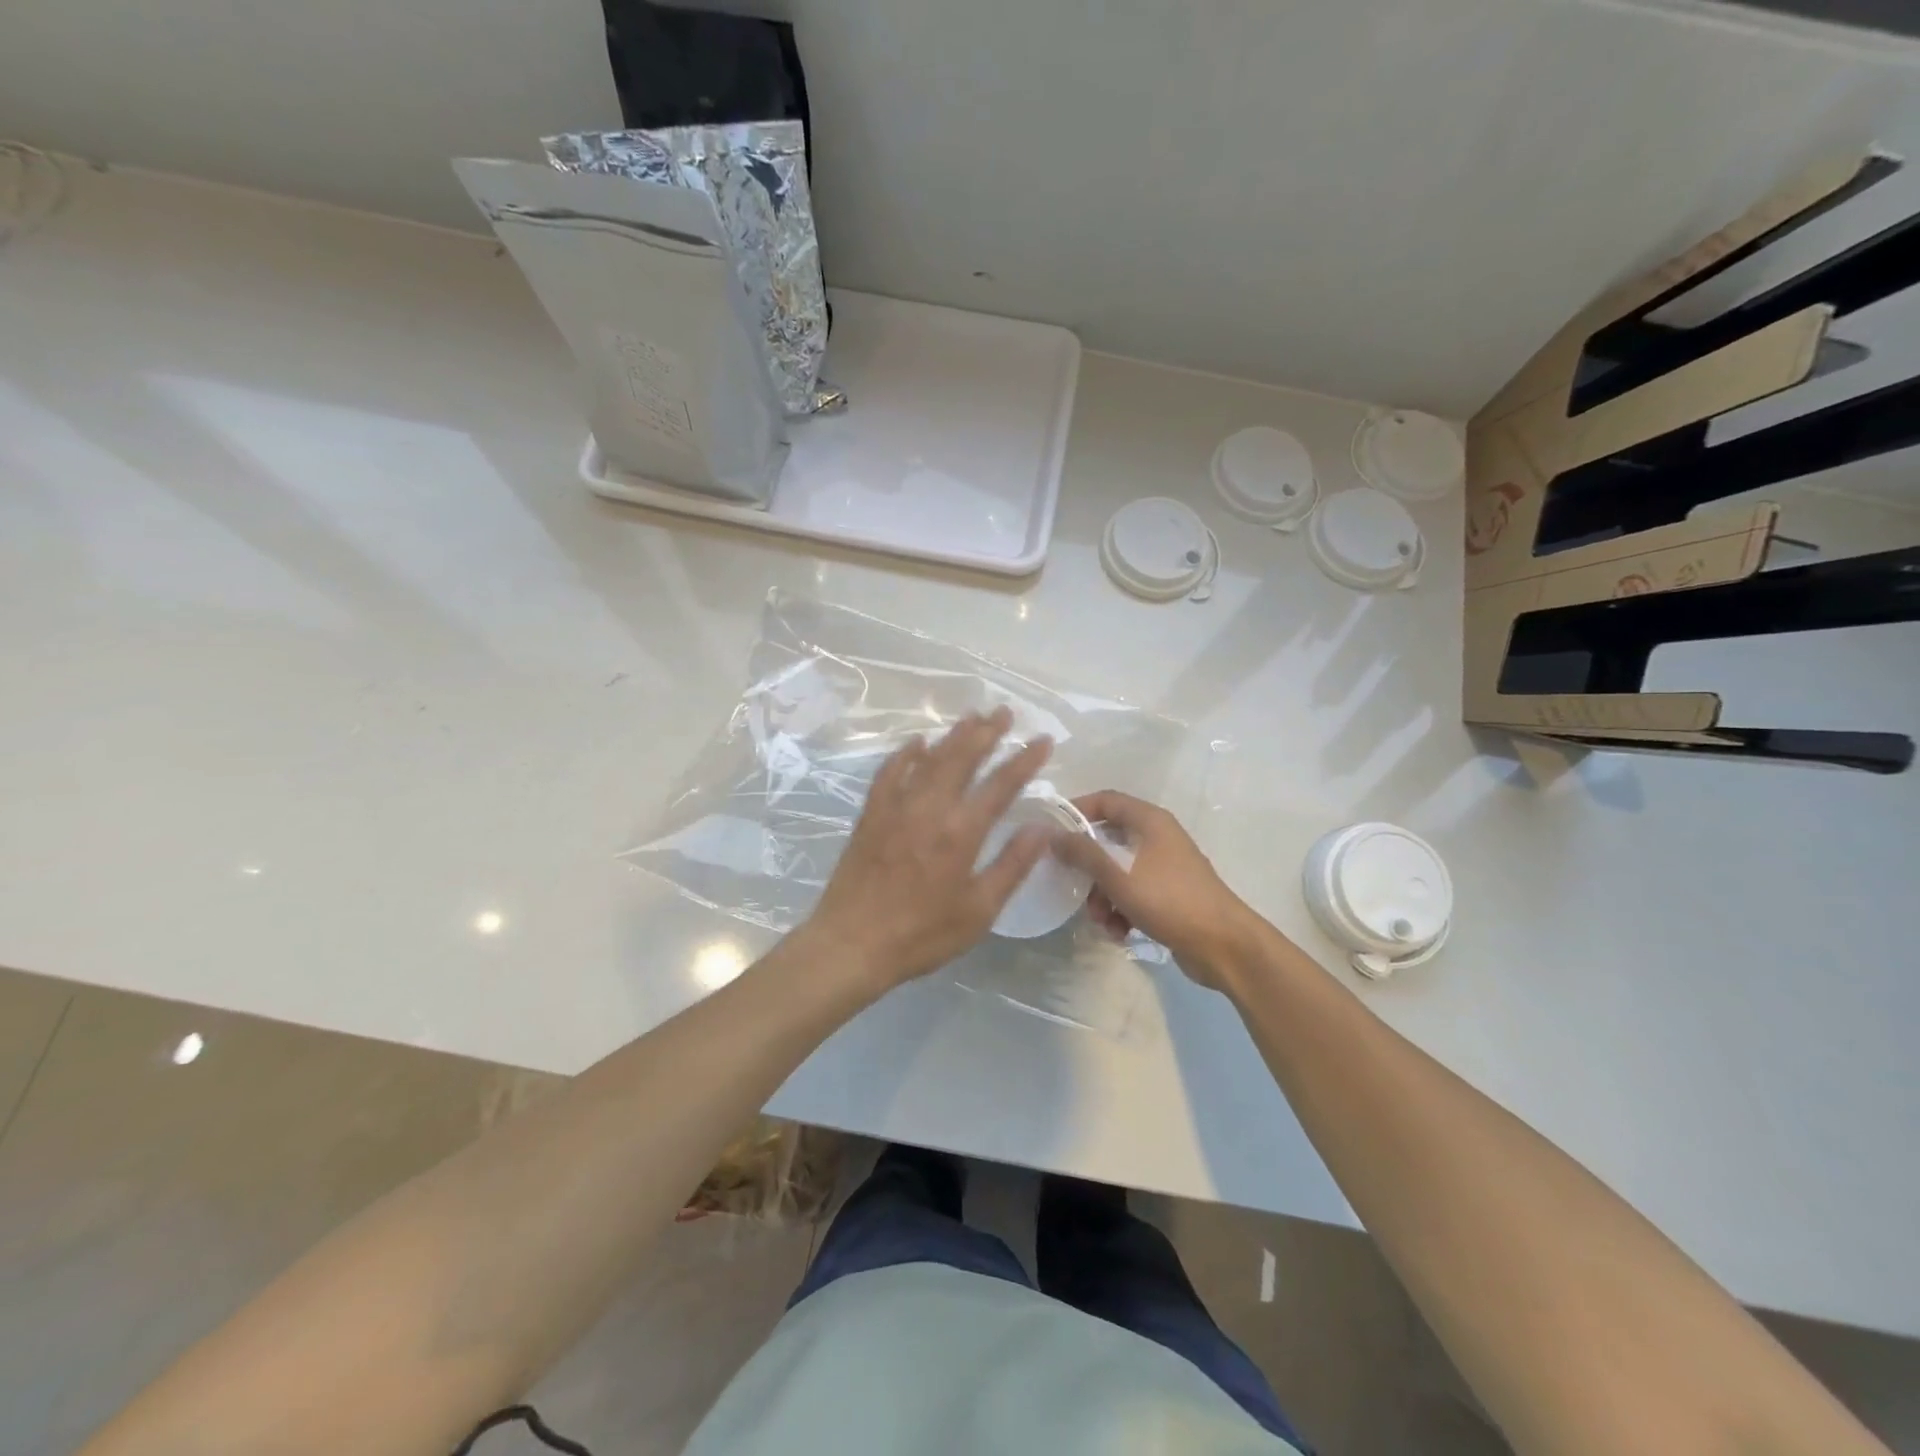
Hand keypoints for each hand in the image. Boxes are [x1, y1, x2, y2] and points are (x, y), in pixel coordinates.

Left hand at [806, 707, 1052, 994]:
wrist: (851, 943)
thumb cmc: (922, 934)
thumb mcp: (979, 910)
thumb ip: (1012, 865)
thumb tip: (1042, 829)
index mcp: (961, 831)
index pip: (1001, 785)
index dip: (1025, 760)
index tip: (1043, 739)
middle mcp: (930, 807)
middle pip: (963, 757)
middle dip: (987, 732)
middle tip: (1004, 712)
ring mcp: (896, 806)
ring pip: (929, 758)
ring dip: (953, 735)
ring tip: (972, 717)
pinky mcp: (871, 814)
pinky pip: (890, 772)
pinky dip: (905, 754)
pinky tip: (916, 743)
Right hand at [1053, 790, 1264, 989]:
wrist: (1223, 946)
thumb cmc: (1169, 900)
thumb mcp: (1118, 875)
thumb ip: (1083, 853)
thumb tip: (1052, 834)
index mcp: (1150, 821)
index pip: (1106, 801)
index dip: (1076, 811)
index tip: (1052, 832)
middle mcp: (1158, 837)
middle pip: (1108, 840)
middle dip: (1088, 867)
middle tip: (1072, 885)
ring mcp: (1165, 867)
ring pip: (1118, 871)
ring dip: (1103, 896)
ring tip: (1102, 921)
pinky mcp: (1169, 895)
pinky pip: (1134, 894)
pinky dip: (1122, 910)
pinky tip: (1120, 932)